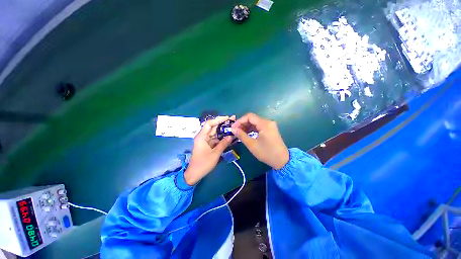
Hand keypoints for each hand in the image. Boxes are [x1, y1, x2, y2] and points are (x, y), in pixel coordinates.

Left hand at [184, 116, 234, 184]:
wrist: (194, 174)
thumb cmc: (203, 164)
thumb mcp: (215, 154)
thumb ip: (223, 144)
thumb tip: (231, 136)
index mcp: (202, 136)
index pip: (209, 123)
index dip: (218, 119)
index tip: (227, 118)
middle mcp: (203, 136)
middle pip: (213, 127)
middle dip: (223, 124)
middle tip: (233, 121)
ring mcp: (205, 141)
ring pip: (215, 133)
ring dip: (223, 131)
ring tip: (232, 127)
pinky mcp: (207, 145)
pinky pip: (215, 139)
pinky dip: (221, 138)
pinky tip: (228, 136)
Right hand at [231, 113, 288, 169]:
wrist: (282, 160)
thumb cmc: (266, 153)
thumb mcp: (252, 145)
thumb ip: (241, 135)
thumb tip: (232, 129)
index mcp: (264, 124)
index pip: (249, 116)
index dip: (239, 121)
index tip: (233, 128)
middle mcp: (268, 122)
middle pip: (252, 118)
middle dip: (242, 124)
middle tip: (235, 131)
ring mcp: (270, 125)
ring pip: (255, 122)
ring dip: (247, 126)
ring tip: (239, 133)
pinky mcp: (270, 129)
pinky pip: (259, 126)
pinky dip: (252, 129)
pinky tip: (247, 134)